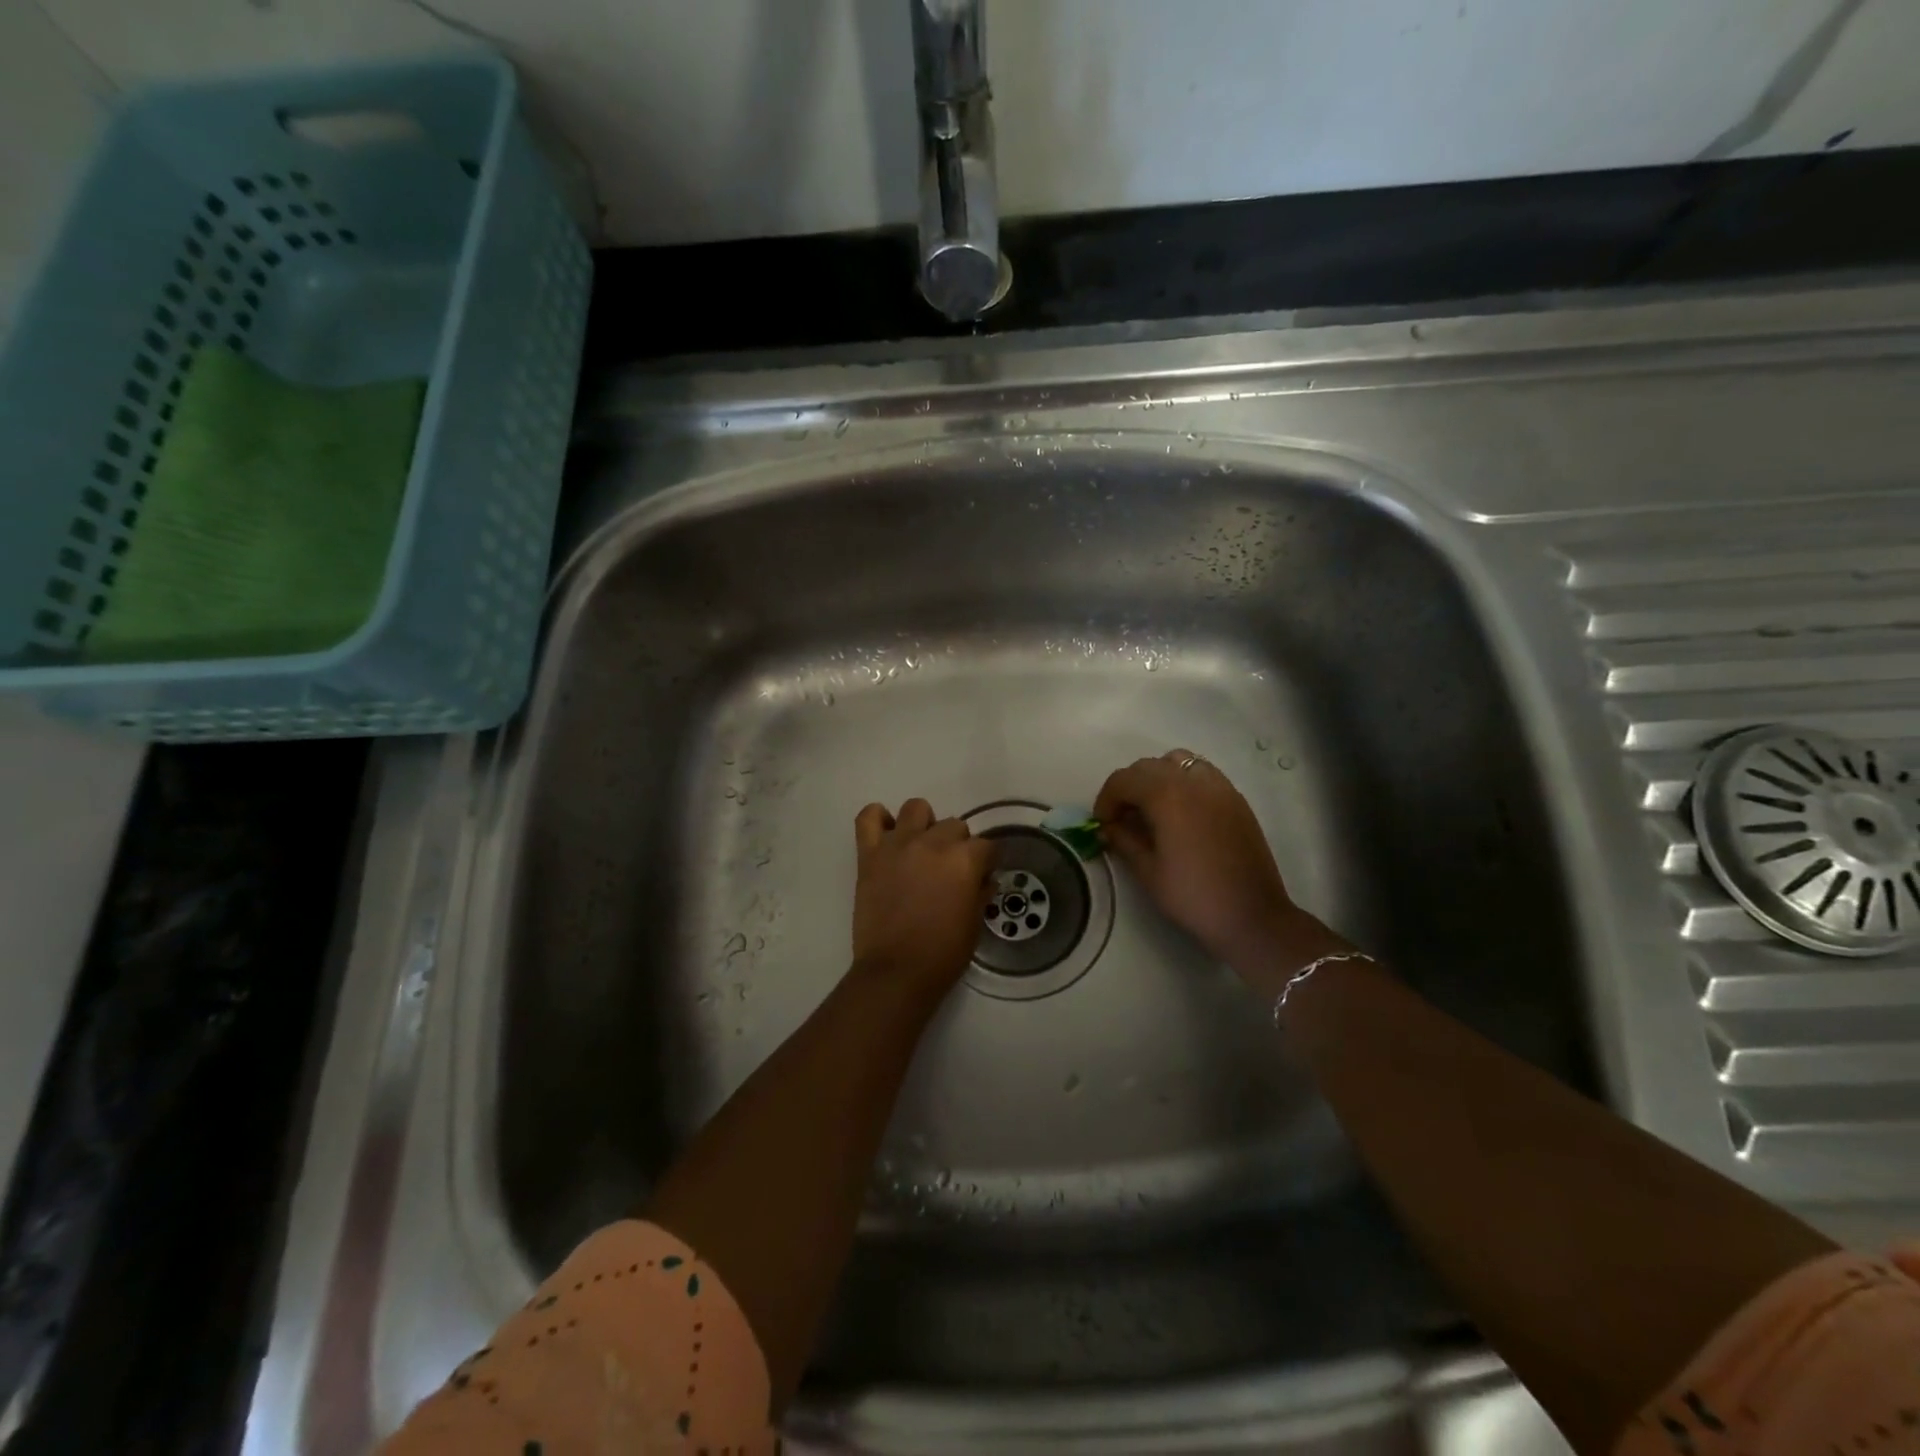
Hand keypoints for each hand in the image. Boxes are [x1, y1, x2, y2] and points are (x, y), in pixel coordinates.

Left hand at [852, 798, 997, 1000]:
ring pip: (916, 808)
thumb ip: (980, 893)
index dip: (986, 861)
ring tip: (920, 849)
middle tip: (948, 870)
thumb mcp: (974, 924)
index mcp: (964, 861)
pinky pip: (869, 817)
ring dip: (923, 825)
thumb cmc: (943, 954)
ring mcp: (898, 845)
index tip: (982, 875)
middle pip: (954, 825)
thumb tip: (983, 878)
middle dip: (957, 845)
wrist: (896, 971)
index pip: (986, 845)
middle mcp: (933, 843)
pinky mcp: (870, 854)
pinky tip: (887, 836)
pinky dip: (878, 819)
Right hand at [1095, 750, 1326, 973]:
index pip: (1124, 780)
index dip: (1106, 800)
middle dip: (1129, 787)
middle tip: (1123, 819)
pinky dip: (1183, 782)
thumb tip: (1108, 827)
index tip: (1103, 825)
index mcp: (1167, 796)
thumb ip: (1123, 840)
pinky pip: (1201, 774)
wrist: (1252, 916)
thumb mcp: (1148, 871)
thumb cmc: (1193, 896)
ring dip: (1157, 778)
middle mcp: (1193, 782)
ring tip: (1153, 809)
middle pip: (1148, 766)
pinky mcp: (1236, 799)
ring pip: (1177, 762)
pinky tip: (1182, 813)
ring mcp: (1219, 787)